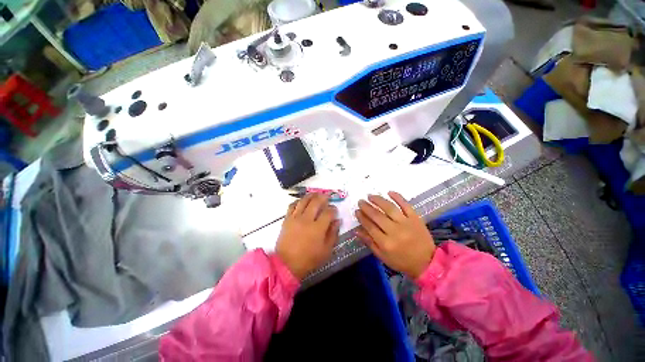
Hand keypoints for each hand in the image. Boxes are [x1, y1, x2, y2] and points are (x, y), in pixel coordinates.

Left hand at [276, 193, 340, 279]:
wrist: (287, 264)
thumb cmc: (309, 259)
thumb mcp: (326, 250)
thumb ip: (333, 234)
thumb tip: (337, 221)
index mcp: (318, 228)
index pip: (328, 212)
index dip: (333, 209)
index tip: (335, 210)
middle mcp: (307, 219)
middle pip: (316, 202)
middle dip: (323, 197)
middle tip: (327, 196)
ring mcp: (295, 218)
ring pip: (304, 200)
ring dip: (311, 195)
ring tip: (316, 194)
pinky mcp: (287, 219)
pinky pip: (292, 205)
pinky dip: (298, 201)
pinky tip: (302, 201)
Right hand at [355, 191, 435, 278]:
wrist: (427, 263)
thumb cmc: (401, 261)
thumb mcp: (382, 256)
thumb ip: (369, 242)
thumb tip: (356, 230)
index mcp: (386, 243)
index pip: (370, 226)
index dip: (362, 217)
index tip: (357, 211)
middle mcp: (395, 231)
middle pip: (377, 216)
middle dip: (366, 207)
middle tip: (360, 201)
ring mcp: (406, 223)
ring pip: (389, 208)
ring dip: (378, 200)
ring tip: (370, 196)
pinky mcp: (415, 218)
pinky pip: (406, 205)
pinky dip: (398, 197)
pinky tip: (389, 192)